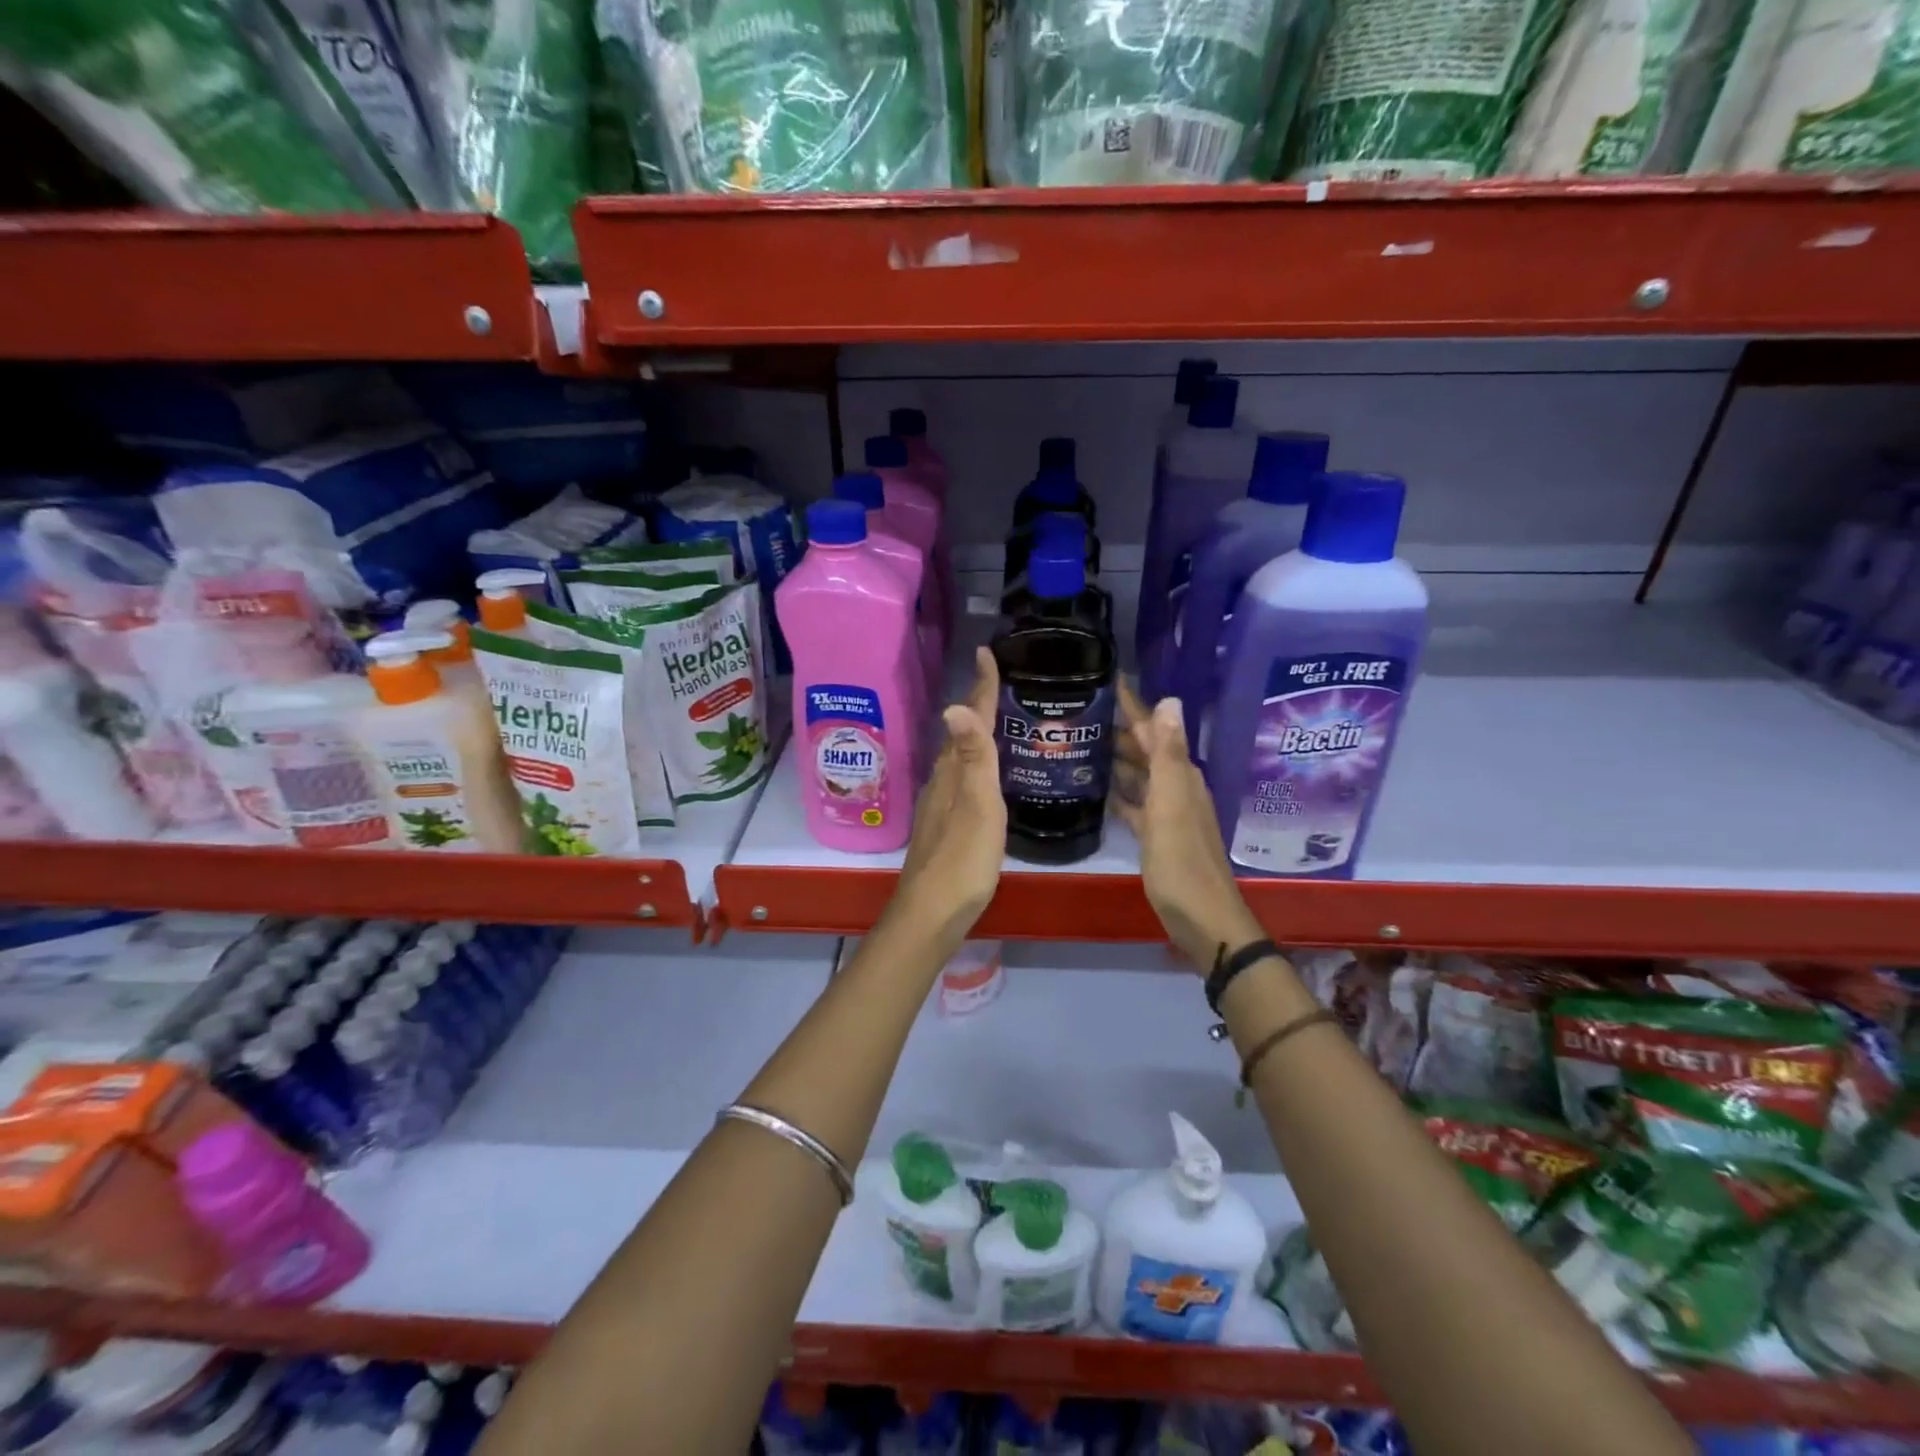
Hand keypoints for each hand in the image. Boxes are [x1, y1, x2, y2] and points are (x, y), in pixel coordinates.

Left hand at [895, 647, 1004, 945]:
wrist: (932, 912)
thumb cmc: (962, 860)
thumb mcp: (977, 807)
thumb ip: (973, 759)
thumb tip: (955, 705)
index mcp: (953, 772)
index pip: (969, 719)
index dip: (981, 686)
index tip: (987, 651)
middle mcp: (943, 781)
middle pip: (961, 733)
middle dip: (978, 703)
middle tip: (999, 680)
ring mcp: (941, 803)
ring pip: (959, 756)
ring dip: (974, 733)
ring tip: (997, 719)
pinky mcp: (945, 824)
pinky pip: (961, 777)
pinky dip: (974, 763)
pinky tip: (985, 774)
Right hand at [1113, 679, 1262, 968]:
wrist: (1202, 918)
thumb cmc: (1182, 861)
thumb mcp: (1171, 804)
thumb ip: (1168, 754)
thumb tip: (1170, 700)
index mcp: (1180, 777)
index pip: (1155, 730)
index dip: (1134, 707)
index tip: (1108, 681)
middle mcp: (1177, 788)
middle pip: (1146, 751)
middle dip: (1121, 731)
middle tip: (1082, 713)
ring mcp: (1168, 814)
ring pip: (1140, 776)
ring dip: (1118, 760)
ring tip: (1084, 744)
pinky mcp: (1157, 837)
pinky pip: (1136, 805)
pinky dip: (1120, 794)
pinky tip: (1100, 790)